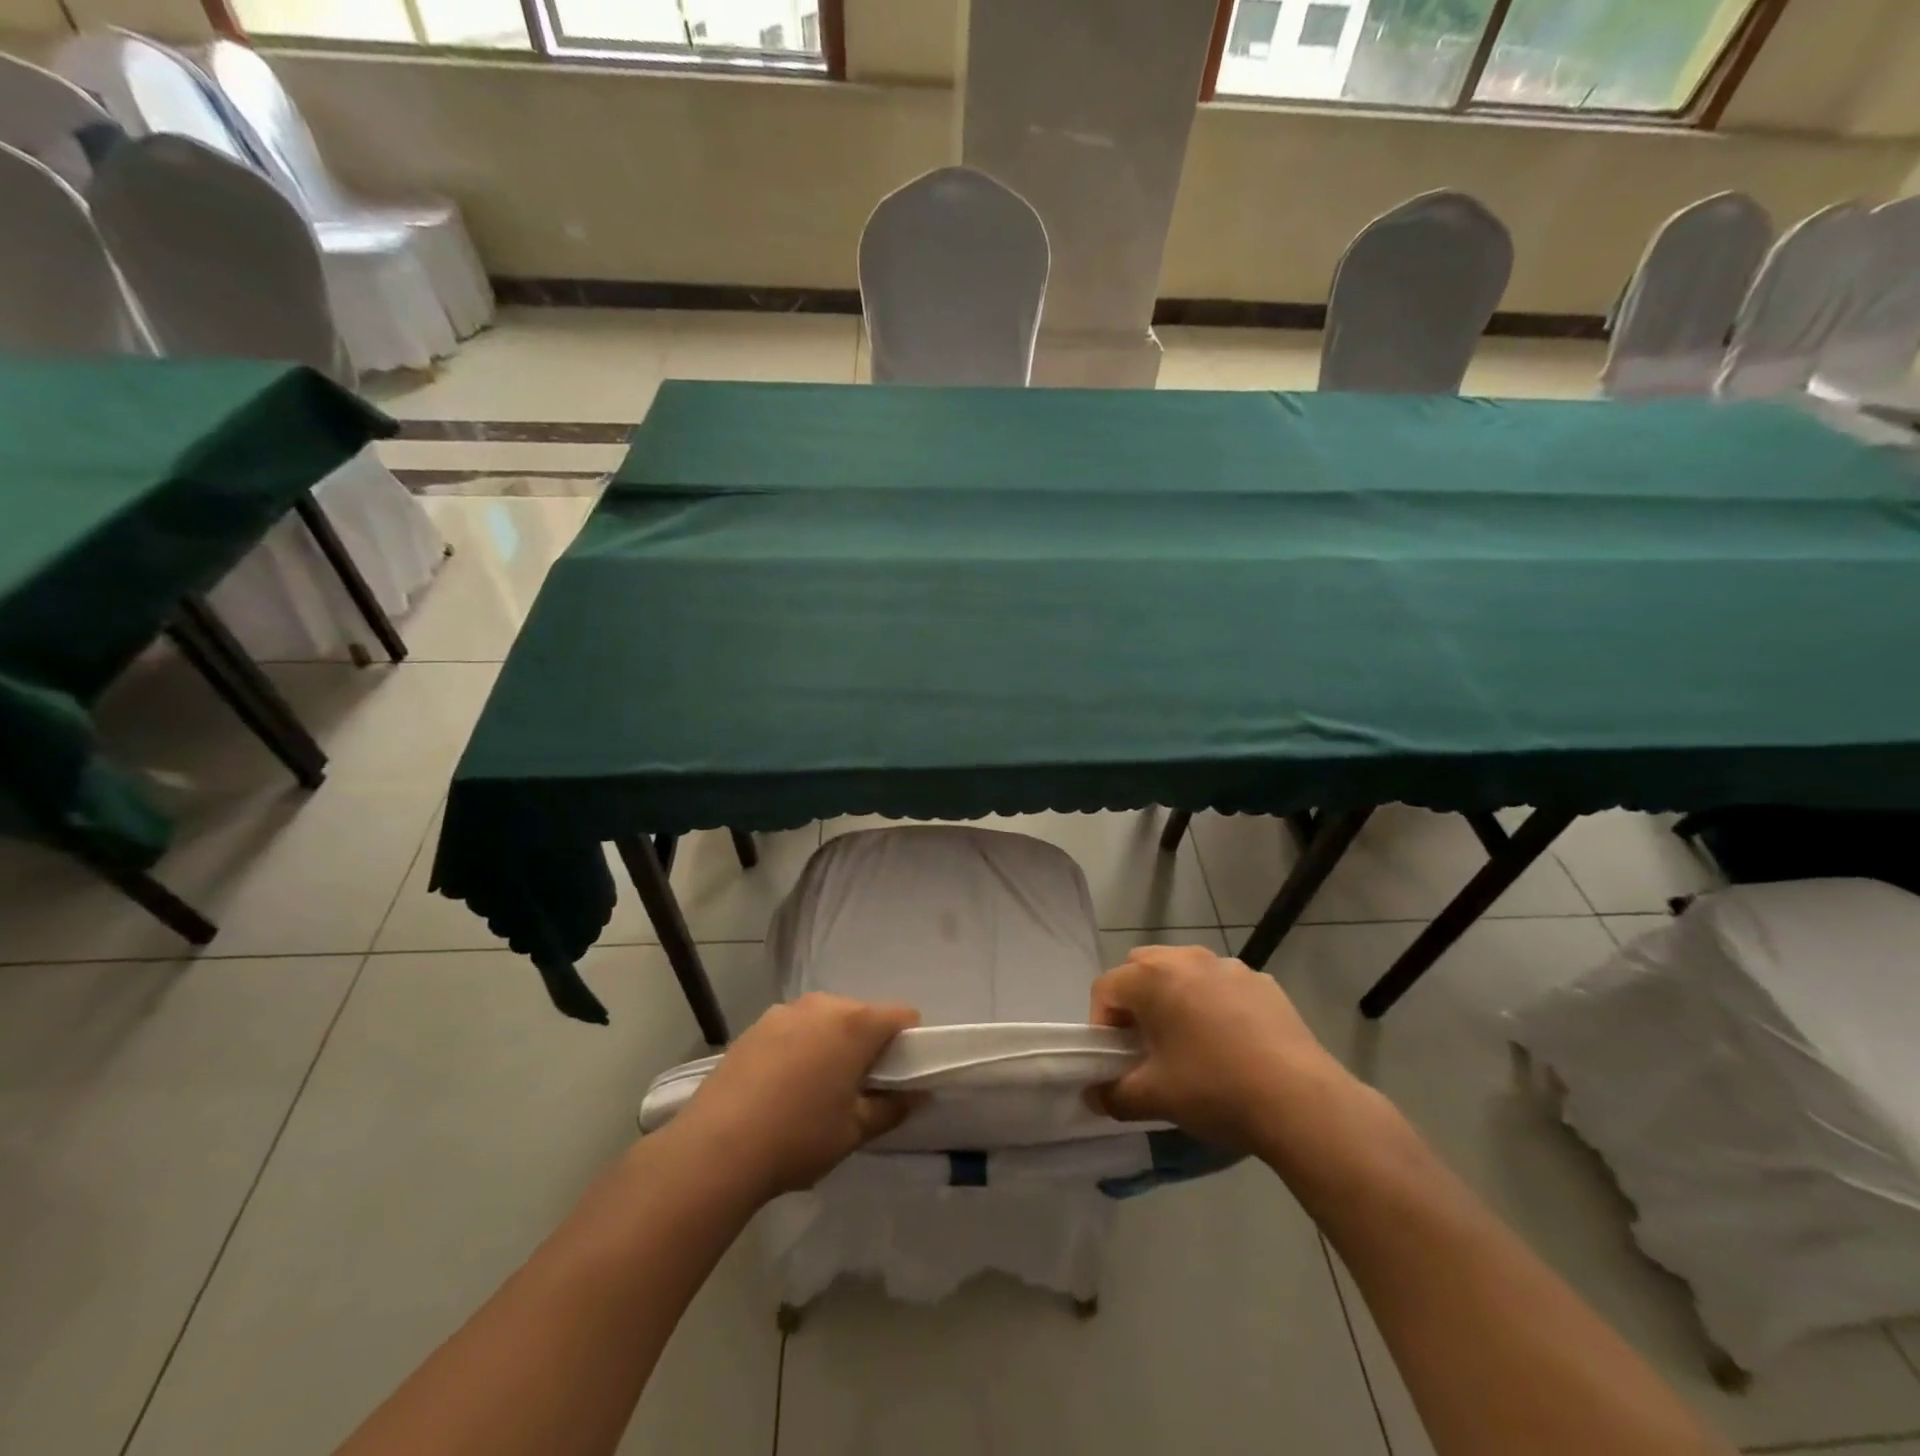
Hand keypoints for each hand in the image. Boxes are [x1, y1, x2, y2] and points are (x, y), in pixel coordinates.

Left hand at [671, 993, 920, 1200]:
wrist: (714, 1148)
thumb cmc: (797, 1136)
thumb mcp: (854, 1131)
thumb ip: (892, 1108)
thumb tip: (916, 1094)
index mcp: (855, 1023)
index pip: (902, 1016)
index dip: (909, 1043)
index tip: (898, 1076)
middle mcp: (822, 1004)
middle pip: (862, 1015)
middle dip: (868, 1044)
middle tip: (858, 1089)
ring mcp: (784, 1011)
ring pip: (826, 1020)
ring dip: (832, 1044)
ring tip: (815, 1090)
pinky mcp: (755, 1026)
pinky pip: (794, 1028)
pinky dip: (800, 1047)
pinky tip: (782, 1088)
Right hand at [1088, 944, 1352, 1155]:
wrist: (1301, 1101)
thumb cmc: (1215, 1090)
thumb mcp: (1154, 1098)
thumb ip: (1113, 1095)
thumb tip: (1095, 1095)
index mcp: (1152, 977)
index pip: (1106, 988)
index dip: (1101, 1024)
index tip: (1115, 1059)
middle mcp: (1186, 958)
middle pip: (1142, 968)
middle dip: (1135, 1002)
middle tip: (1146, 1044)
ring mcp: (1228, 965)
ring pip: (1184, 971)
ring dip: (1174, 997)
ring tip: (1189, 1042)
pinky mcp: (1262, 981)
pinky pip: (1221, 984)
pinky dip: (1213, 1003)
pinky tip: (1231, 1044)